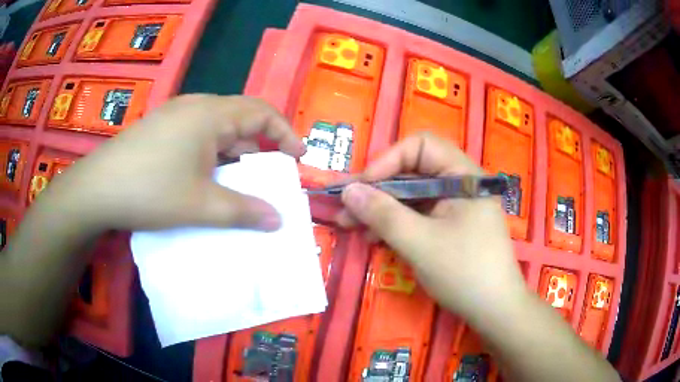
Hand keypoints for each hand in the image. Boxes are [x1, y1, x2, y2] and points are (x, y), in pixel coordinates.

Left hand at [40, 95, 304, 232]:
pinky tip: (203, 179)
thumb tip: (278, 219)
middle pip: (238, 119)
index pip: (261, 112)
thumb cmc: (150, 191)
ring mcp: (174, 116)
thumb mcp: (201, 205)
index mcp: (210, 114)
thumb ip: (243, 211)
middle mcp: (194, 107)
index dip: (284, 132)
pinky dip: (210, 156)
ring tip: (235, 184)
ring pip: (216, 130)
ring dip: (231, 155)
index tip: (297, 156)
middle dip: (257, 147)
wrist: (96, 190)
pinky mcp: (159, 129)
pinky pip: (196, 136)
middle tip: (265, 177)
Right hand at [335, 133, 527, 320]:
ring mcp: (456, 207)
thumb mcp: (420, 242)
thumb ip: (382, 214)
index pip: (421, 146)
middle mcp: (461, 184)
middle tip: (346, 209)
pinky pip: (419, 215)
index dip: (388, 161)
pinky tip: (375, 237)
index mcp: (463, 176)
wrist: (495, 310)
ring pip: (412, 196)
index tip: (362, 187)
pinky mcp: (451, 227)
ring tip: (352, 226)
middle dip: (378, 189)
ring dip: (382, 208)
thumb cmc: (464, 272)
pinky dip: (396, 223)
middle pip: (414, 171)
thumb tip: (348, 191)